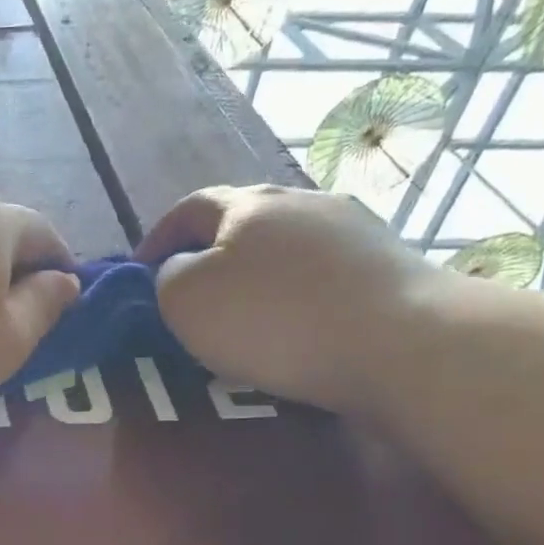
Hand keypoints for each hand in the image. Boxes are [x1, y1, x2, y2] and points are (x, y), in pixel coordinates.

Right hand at [138, 185, 437, 412]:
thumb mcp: (186, 300)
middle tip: (195, 296)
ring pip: (288, 247)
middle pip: (244, 221)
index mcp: (248, 203)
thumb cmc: (274, 319)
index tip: (142, 272)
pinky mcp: (389, 264)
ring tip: (250, 317)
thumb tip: (181, 270)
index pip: (190, 207)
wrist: (401, 342)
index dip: (159, 237)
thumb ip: (167, 277)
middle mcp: (303, 202)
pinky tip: (301, 327)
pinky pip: (325, 275)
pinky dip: (301, 295)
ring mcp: (354, 229)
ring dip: (261, 275)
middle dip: (213, 254)